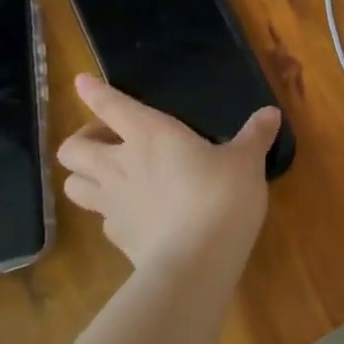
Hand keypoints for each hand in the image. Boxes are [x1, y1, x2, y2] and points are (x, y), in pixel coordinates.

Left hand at [56, 74, 280, 277]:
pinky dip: (109, 212)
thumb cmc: (220, 196)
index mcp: (150, 134)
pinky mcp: (117, 237)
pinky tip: (132, 213)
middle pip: (72, 148)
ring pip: (72, 184)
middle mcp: (121, 164)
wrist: (196, 261)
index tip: (82, 82)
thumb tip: (271, 113)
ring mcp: (113, 204)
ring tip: (107, 176)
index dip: (93, 92)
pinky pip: (101, 218)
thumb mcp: (246, 161)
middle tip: (107, 142)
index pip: (110, 106)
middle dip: (82, 141)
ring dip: (83, 176)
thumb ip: (255, 136)